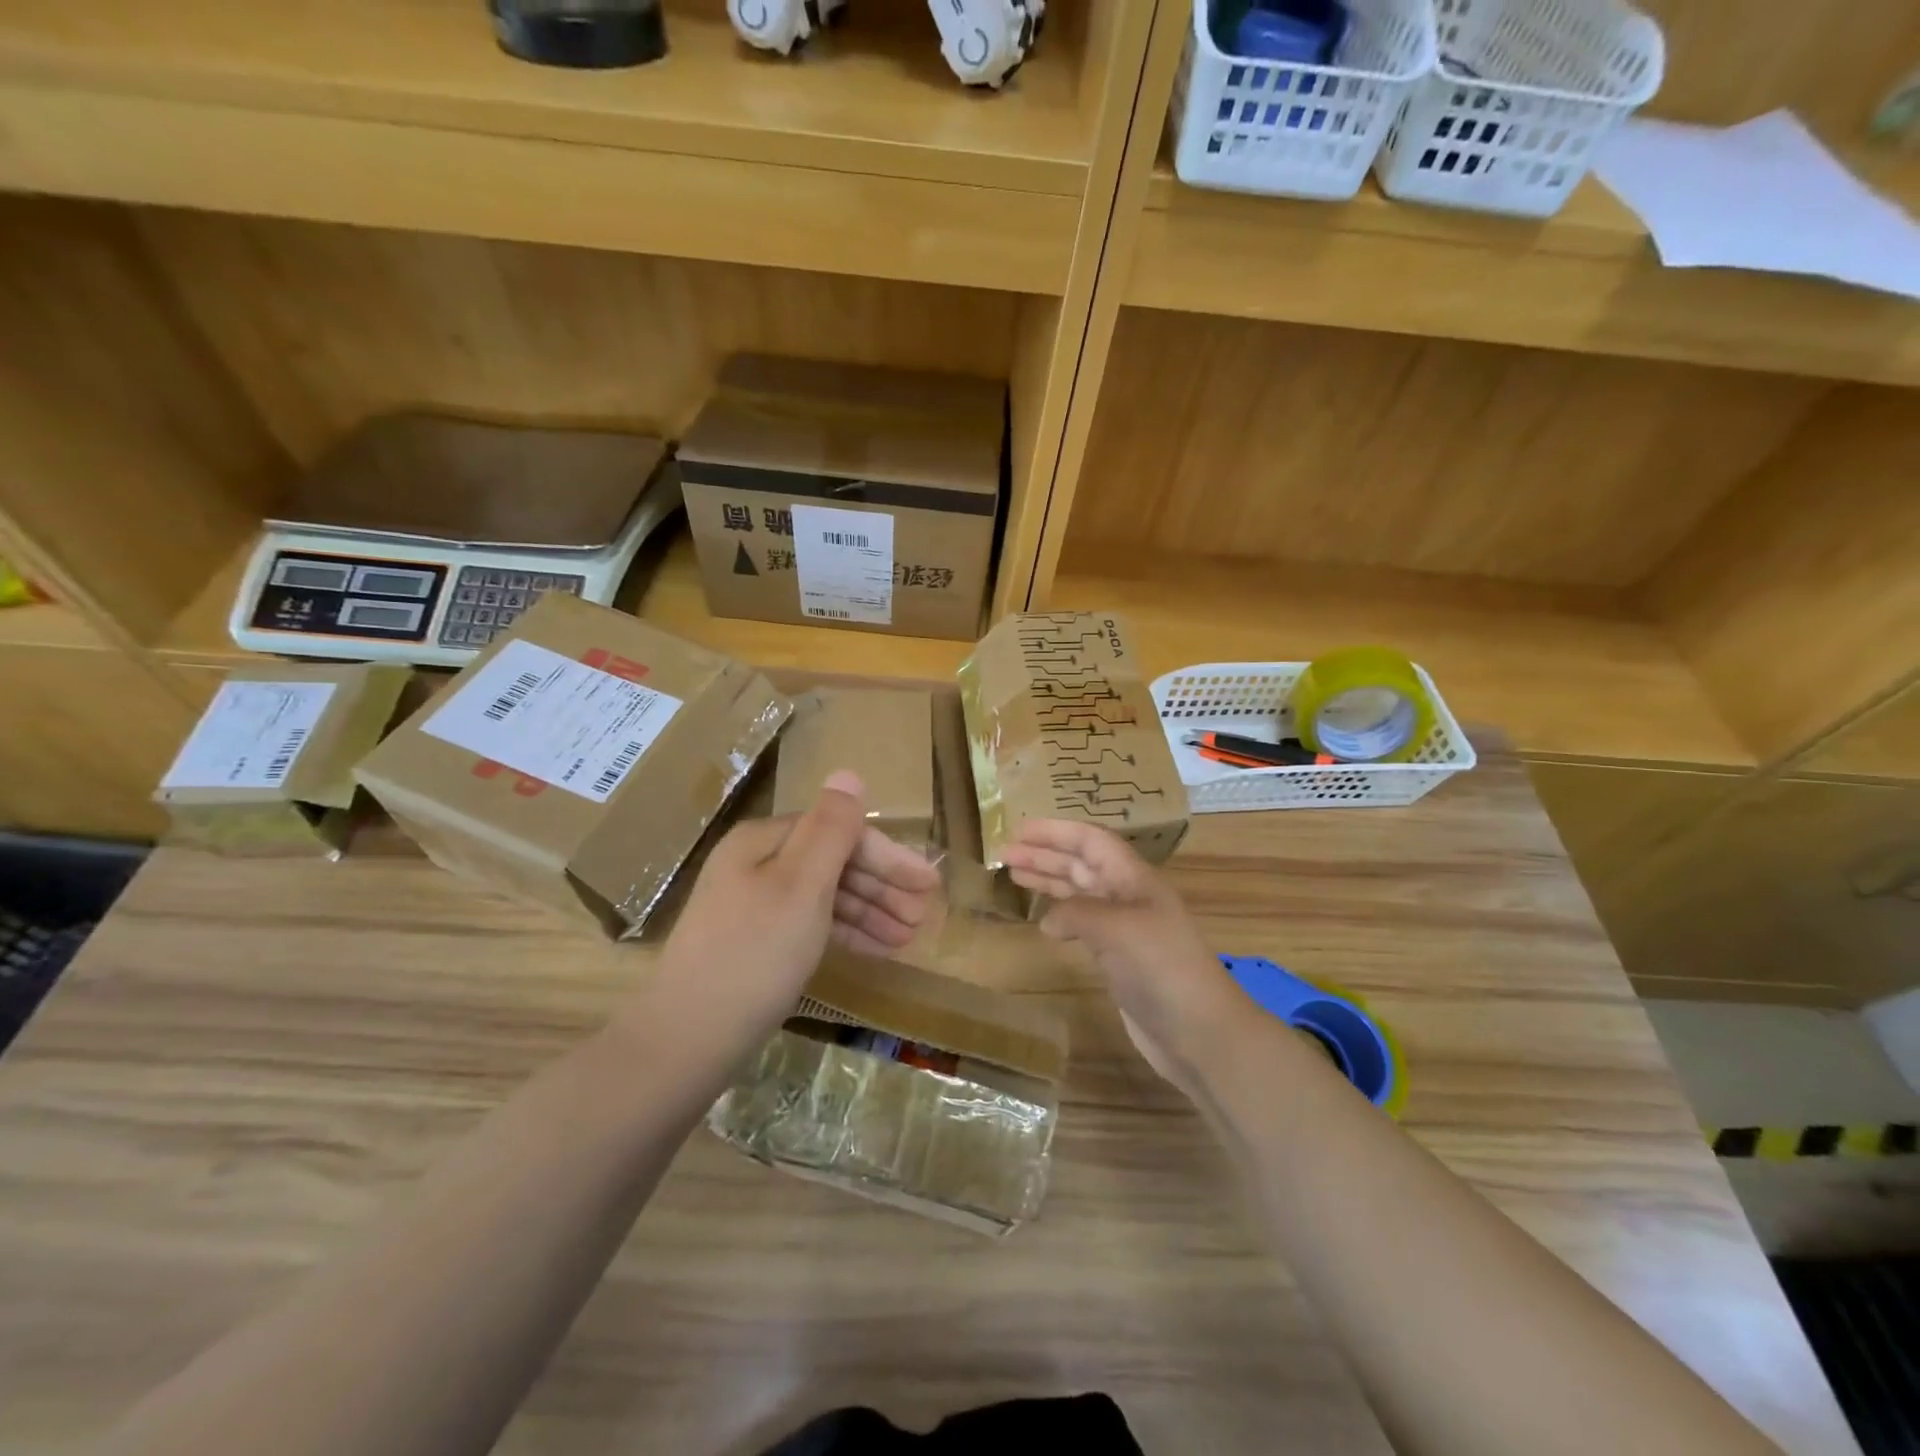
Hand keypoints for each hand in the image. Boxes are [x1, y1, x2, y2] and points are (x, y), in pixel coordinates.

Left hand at [656, 770, 940, 1033]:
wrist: (685, 1040)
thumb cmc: (754, 956)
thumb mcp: (801, 887)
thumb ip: (830, 830)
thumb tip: (848, 774)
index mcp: (765, 841)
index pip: (840, 832)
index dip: (889, 856)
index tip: (929, 884)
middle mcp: (758, 863)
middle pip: (834, 861)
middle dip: (883, 886)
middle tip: (923, 916)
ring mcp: (754, 904)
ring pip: (825, 895)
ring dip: (871, 910)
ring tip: (908, 937)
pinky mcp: (756, 942)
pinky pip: (811, 923)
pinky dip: (845, 932)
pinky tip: (876, 949)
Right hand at [1002, 820, 1247, 1092]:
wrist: (1200, 1032)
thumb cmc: (1162, 968)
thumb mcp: (1117, 929)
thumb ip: (1076, 913)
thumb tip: (1047, 921)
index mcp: (1134, 879)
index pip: (1092, 841)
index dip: (1057, 832)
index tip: (1020, 829)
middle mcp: (1128, 898)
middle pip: (1082, 865)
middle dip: (1045, 855)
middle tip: (1005, 853)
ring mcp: (1124, 930)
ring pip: (1079, 894)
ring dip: (1048, 882)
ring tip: (1013, 875)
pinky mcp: (1119, 960)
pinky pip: (1082, 925)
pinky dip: (1059, 917)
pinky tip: (1041, 922)